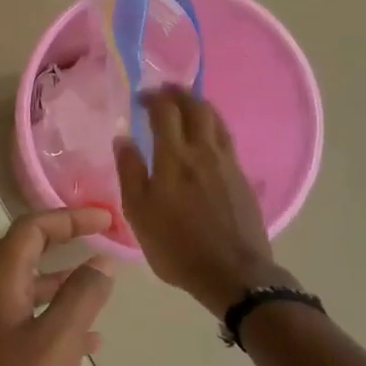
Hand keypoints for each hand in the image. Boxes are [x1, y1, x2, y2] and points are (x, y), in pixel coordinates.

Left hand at [0, 209, 115, 365]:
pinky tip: (91, 341)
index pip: (26, 232)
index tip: (106, 218)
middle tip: (107, 244)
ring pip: (31, 295)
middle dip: (64, 243)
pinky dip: (62, 323)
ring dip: (65, 283)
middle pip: (26, 257)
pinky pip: (34, 330)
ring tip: (104, 287)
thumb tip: (99, 262)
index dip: (64, 217)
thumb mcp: (55, 345)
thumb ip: (79, 300)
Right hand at [114, 89, 292, 316]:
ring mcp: (228, 163)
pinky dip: (213, 126)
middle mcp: (204, 152)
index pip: (165, 112)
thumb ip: (130, 171)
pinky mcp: (243, 177)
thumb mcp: (139, 212)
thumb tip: (122, 138)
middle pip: (196, 108)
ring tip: (187, 105)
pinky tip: (206, 136)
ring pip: (216, 120)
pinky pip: (226, 139)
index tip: (141, 96)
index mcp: (174, 157)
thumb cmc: (176, 245)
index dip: (153, 98)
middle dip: (179, 94)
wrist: (234, 274)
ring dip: (200, 106)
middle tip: (164, 92)